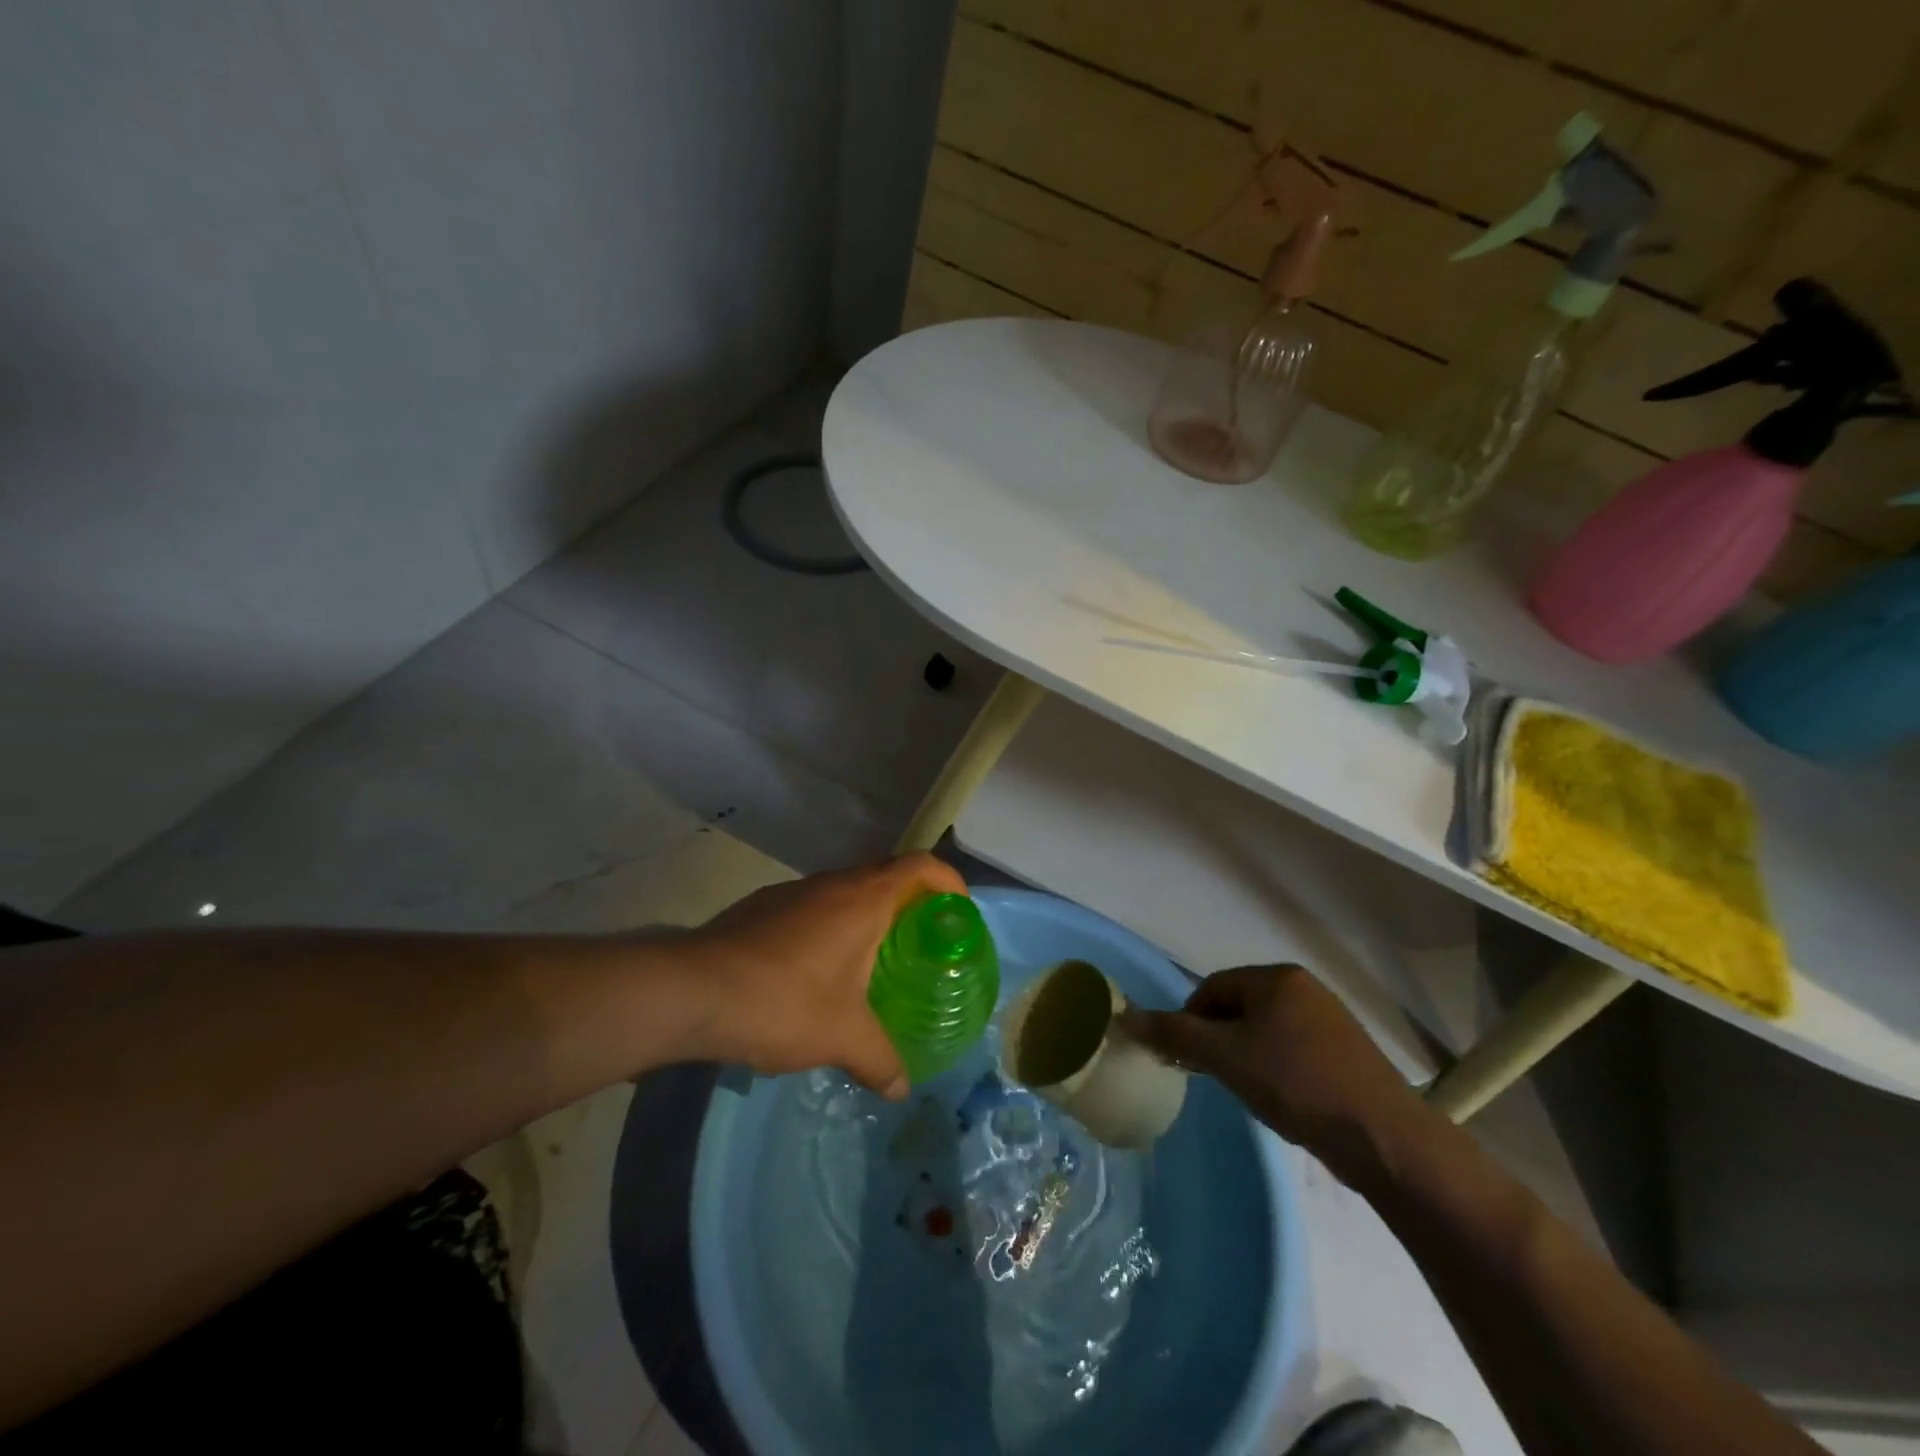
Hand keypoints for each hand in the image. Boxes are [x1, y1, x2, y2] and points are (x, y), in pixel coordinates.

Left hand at [680, 855, 967, 1099]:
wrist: (692, 991)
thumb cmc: (784, 1002)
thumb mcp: (843, 1038)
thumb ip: (880, 1060)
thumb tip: (902, 1088)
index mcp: (864, 899)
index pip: (921, 866)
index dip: (948, 881)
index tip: (959, 912)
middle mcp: (832, 883)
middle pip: (886, 875)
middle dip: (910, 902)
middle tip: (921, 943)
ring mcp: (793, 892)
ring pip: (845, 891)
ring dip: (866, 915)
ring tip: (871, 961)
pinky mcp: (761, 907)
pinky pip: (812, 907)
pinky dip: (829, 927)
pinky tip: (815, 972)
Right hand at [1123, 965, 1424, 1175]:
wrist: (1384, 1137)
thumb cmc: (1296, 1084)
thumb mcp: (1224, 1057)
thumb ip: (1174, 1033)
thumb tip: (1126, 1017)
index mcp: (1275, 977)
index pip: (1211, 988)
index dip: (1190, 1022)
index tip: (1188, 1060)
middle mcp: (1304, 987)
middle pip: (1238, 1007)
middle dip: (1219, 1040)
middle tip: (1215, 1077)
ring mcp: (1330, 1018)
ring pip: (1265, 1030)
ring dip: (1246, 1056)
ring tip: (1249, 1091)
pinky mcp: (1347, 1051)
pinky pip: (1293, 1048)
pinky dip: (1276, 1068)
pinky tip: (1283, 1098)